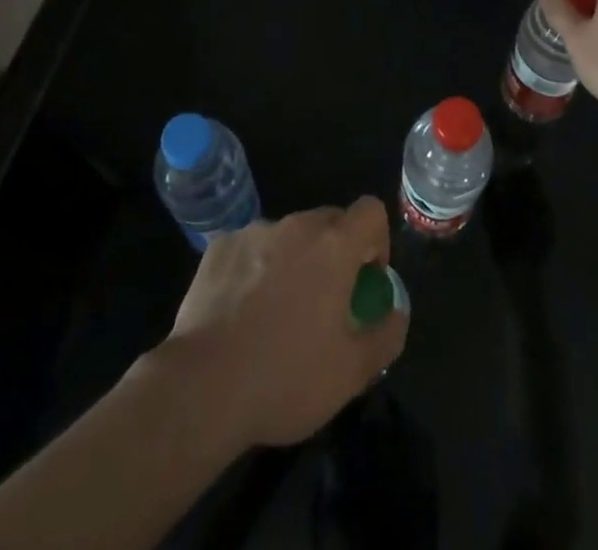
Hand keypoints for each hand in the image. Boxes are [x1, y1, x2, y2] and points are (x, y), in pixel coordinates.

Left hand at [164, 197, 406, 447]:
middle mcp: (295, 226)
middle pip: (329, 221)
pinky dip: (256, 270)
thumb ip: (386, 333)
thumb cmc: (286, 377)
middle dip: (335, 253)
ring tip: (277, 314)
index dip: (377, 240)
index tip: (366, 280)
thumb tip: (396, 309)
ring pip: (288, 236)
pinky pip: (251, 249)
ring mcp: (253, 232)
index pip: (370, 211)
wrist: (202, 387)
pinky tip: (241, 313)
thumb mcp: (353, 372)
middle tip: (325, 304)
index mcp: (333, 245)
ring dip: (294, 262)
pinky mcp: (219, 247)